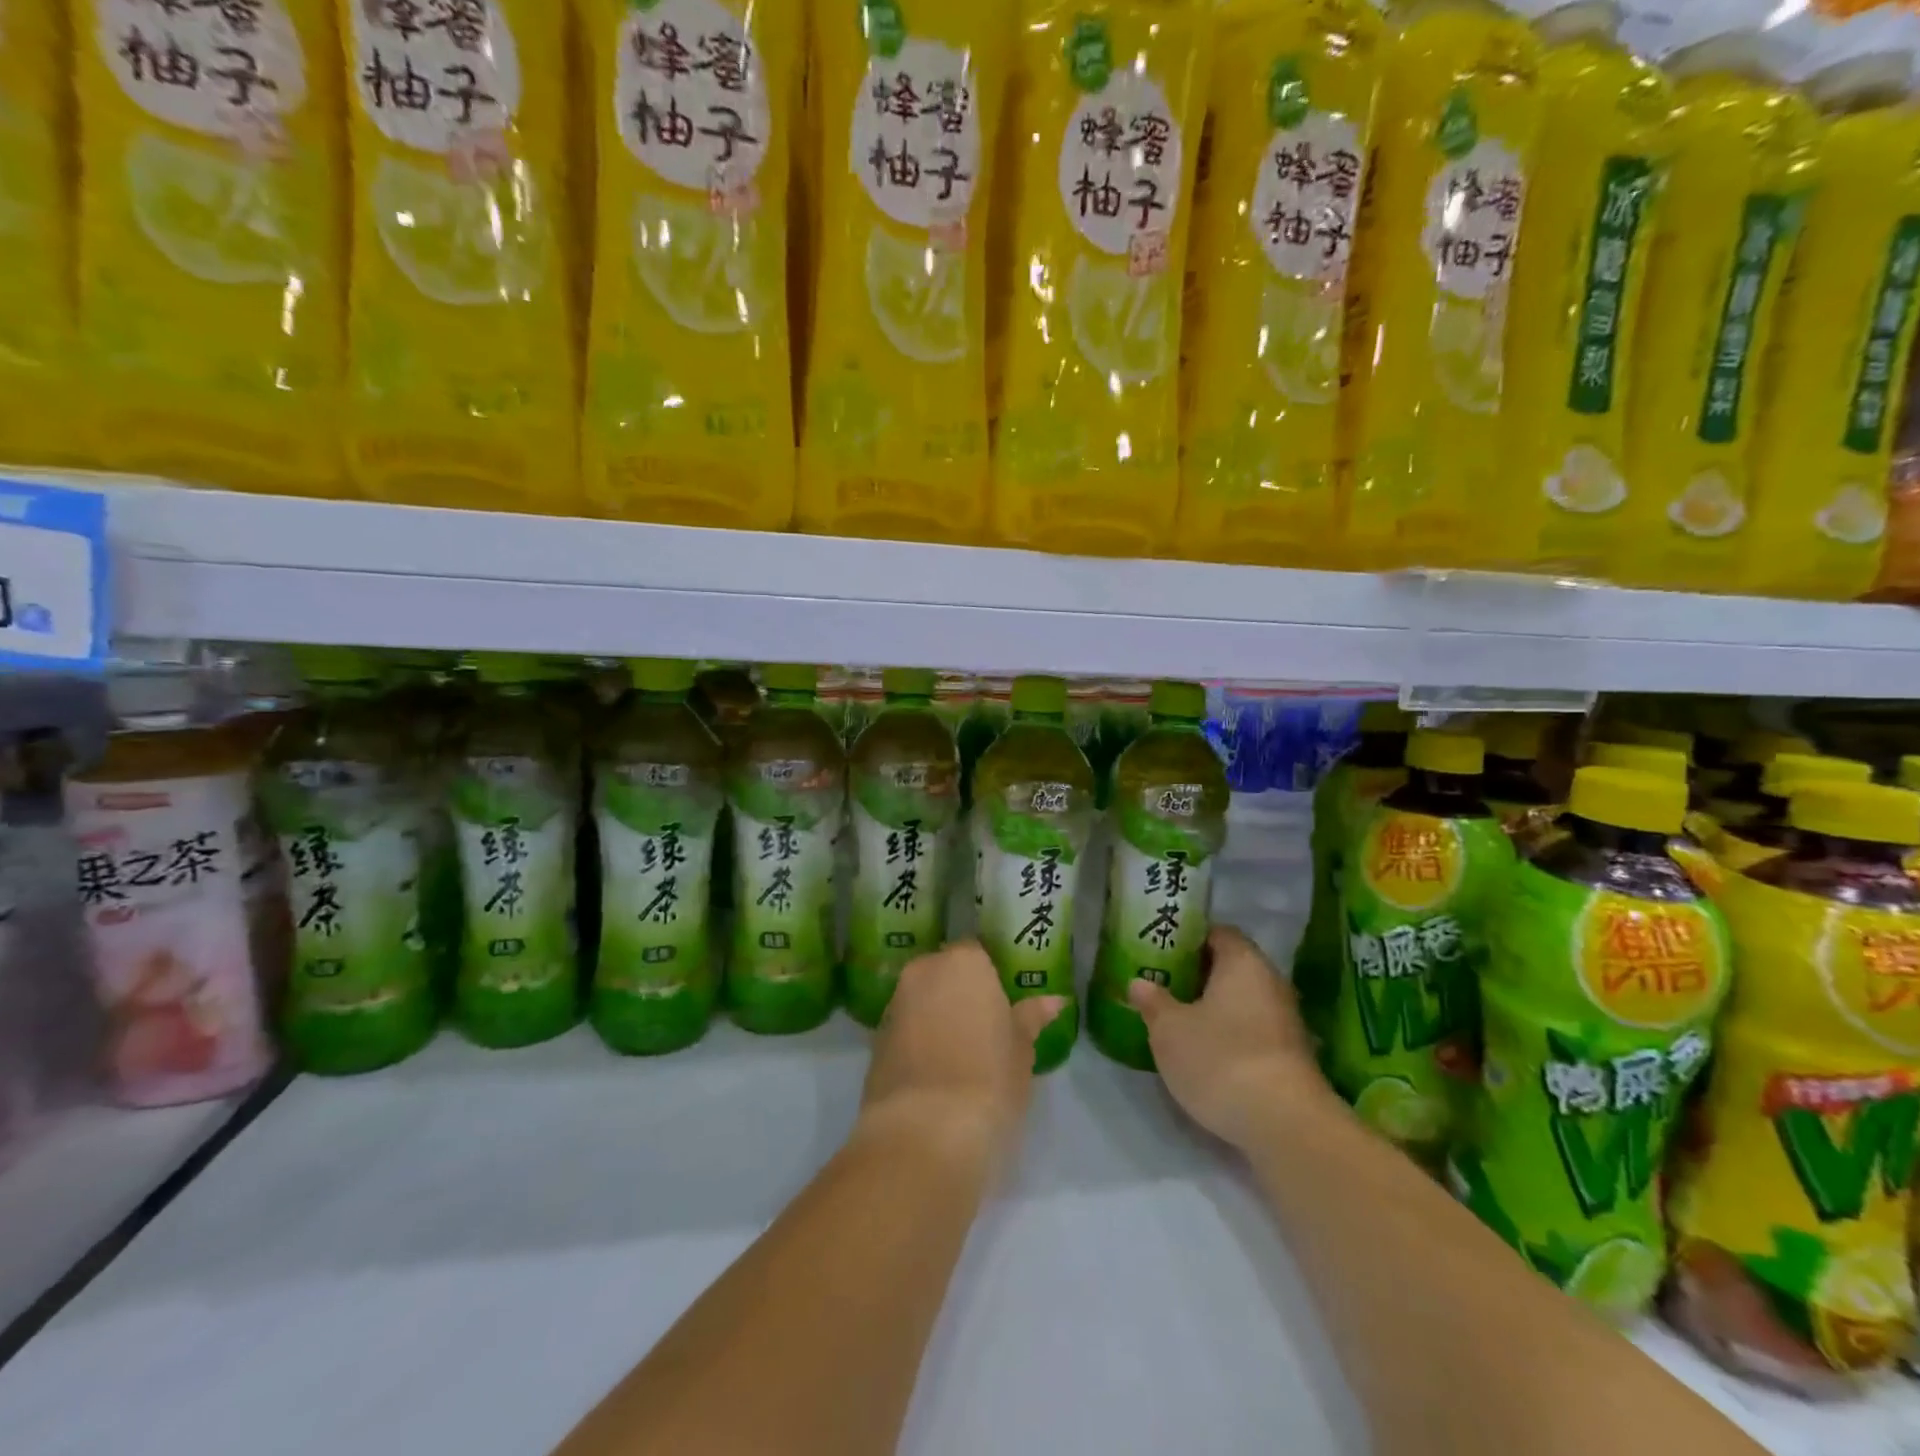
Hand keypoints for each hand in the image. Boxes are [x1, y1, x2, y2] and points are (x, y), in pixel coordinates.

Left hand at [858, 941, 1062, 1177]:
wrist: (924, 1133)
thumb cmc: (988, 1080)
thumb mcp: (1021, 1050)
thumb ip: (1031, 1018)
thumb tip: (1054, 1001)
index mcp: (963, 962)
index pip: (978, 953)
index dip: (991, 978)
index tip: (1003, 1005)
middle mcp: (923, 972)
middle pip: (945, 973)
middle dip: (961, 994)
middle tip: (985, 1029)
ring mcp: (895, 1004)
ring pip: (922, 1001)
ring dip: (938, 1017)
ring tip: (962, 1056)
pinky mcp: (875, 1040)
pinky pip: (905, 1029)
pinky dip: (918, 1042)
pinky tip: (936, 1074)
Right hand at [1129, 926, 1333, 1149]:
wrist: (1285, 1126)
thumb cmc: (1220, 1058)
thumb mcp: (1169, 1030)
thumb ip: (1153, 1001)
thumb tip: (1139, 982)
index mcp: (1243, 961)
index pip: (1217, 932)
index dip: (1188, 938)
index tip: (1160, 950)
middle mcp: (1270, 982)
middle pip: (1230, 967)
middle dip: (1197, 974)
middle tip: (1162, 984)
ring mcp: (1286, 1021)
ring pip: (1241, 1001)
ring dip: (1213, 1007)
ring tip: (1177, 1019)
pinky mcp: (1290, 1056)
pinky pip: (1252, 1029)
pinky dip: (1229, 1034)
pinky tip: (1205, 1052)